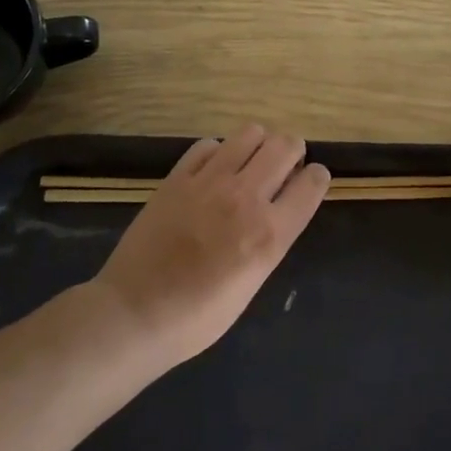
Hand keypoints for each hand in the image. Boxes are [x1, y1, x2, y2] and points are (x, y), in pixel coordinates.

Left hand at [85, 124, 329, 365]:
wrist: (134, 314)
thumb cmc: (199, 316)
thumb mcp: (254, 280)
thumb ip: (272, 237)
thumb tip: (280, 206)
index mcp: (271, 232)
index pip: (313, 181)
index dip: (316, 178)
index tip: (309, 182)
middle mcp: (246, 198)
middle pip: (286, 145)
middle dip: (292, 153)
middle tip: (281, 169)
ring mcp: (209, 183)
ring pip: (250, 133)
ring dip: (258, 145)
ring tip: (249, 164)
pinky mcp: (177, 178)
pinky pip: (209, 145)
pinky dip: (218, 152)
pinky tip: (212, 172)